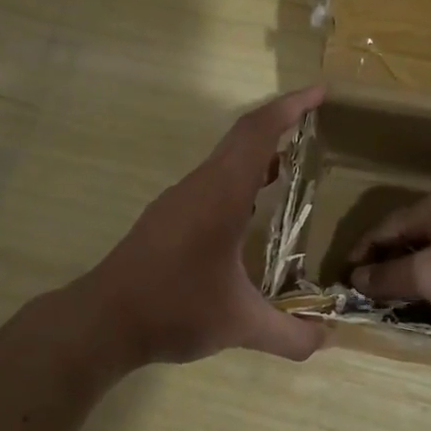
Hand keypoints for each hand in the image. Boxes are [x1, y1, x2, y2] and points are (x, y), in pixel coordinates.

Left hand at [82, 85, 327, 366]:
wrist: (103, 321)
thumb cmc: (174, 309)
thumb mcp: (240, 325)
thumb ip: (289, 334)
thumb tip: (327, 339)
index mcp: (221, 194)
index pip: (258, 133)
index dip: (291, 107)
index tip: (320, 92)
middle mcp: (200, 186)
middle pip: (242, 138)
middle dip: (280, 123)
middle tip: (314, 124)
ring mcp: (179, 200)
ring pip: (225, 160)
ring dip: (258, 154)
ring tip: (290, 164)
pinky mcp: (167, 217)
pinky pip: (212, 181)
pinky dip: (240, 179)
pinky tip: (250, 209)